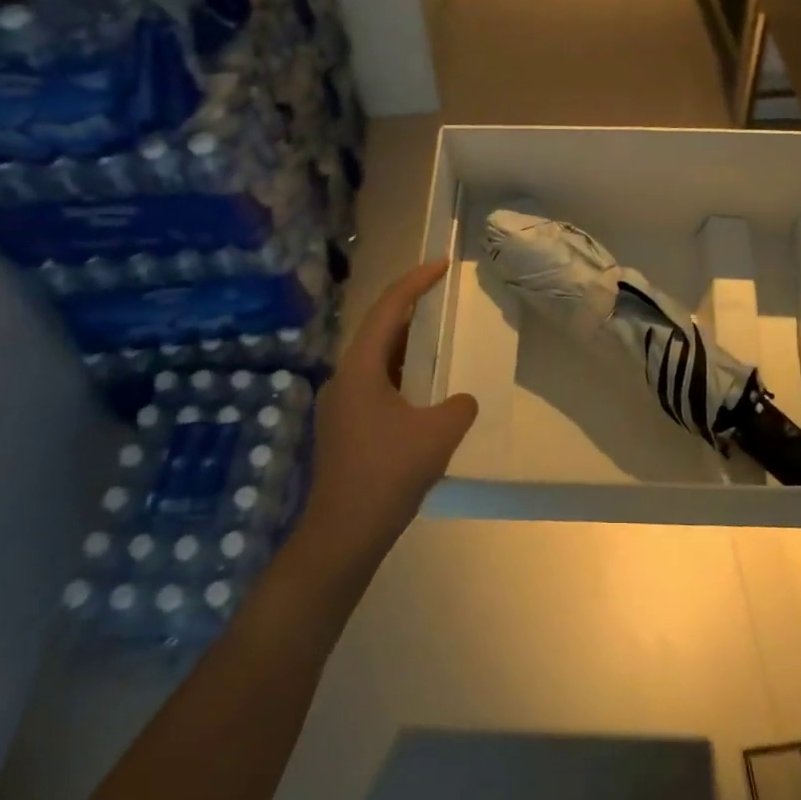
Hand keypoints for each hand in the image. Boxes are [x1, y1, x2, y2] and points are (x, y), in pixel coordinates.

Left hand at [295, 259, 478, 579]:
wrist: (342, 535)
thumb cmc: (387, 474)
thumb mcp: (438, 434)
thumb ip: (459, 407)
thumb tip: (460, 401)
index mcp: (360, 368)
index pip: (388, 309)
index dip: (415, 281)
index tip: (441, 264)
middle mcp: (344, 378)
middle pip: (378, 329)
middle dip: (410, 308)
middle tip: (442, 294)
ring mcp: (340, 404)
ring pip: (376, 359)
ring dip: (406, 344)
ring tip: (438, 337)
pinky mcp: (343, 428)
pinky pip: (375, 384)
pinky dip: (401, 374)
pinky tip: (422, 389)